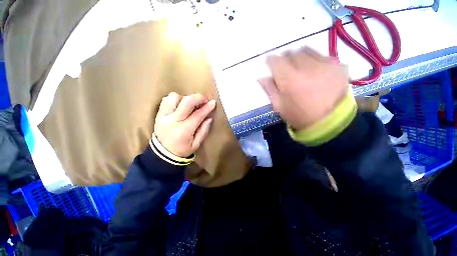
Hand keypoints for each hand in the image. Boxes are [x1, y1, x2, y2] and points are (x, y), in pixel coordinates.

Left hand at [154, 92, 215, 156]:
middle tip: (205, 99)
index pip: (197, 115)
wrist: (162, 154)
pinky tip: (181, 105)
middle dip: (198, 98)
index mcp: (183, 130)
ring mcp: (163, 116)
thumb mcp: (196, 144)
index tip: (213, 102)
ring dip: (185, 98)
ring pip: (174, 97)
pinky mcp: (158, 114)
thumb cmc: (182, 150)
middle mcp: (172, 121)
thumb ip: (204, 130)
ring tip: (191, 104)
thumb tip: (209, 117)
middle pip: (186, 102)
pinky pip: (166, 100)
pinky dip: (175, 99)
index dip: (207, 108)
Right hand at [259, 47, 348, 129]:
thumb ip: (269, 89)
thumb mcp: (279, 106)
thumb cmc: (299, 115)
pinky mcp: (337, 64)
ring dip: (298, 57)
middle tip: (284, 69)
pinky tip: (314, 71)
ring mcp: (324, 63)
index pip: (275, 60)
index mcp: (289, 79)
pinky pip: (320, 55)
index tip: (270, 66)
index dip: (270, 61)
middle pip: (290, 52)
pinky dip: (313, 60)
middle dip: (284, 59)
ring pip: (305, 50)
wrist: (330, 120)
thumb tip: (261, 78)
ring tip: (299, 68)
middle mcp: (306, 67)